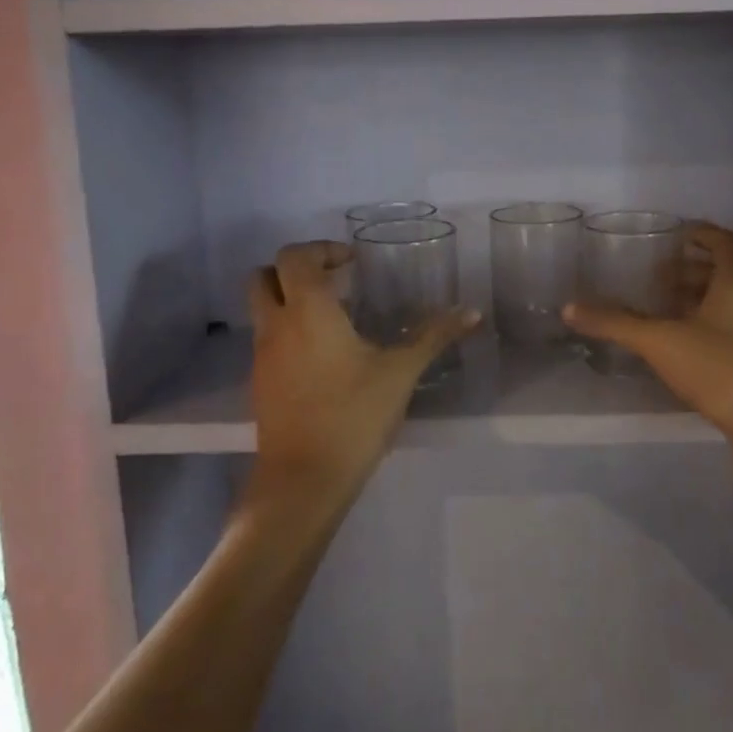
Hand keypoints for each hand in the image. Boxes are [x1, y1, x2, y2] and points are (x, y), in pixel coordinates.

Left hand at [247, 241, 479, 506]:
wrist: (303, 482)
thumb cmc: (353, 416)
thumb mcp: (400, 373)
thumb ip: (434, 336)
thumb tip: (472, 312)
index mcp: (307, 311)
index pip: (295, 256)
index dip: (321, 249)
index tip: (353, 262)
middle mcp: (276, 325)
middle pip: (264, 276)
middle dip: (295, 269)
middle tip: (334, 280)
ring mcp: (262, 356)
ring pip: (262, 308)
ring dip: (289, 300)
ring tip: (334, 317)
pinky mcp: (260, 384)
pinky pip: (267, 339)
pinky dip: (288, 331)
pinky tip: (324, 356)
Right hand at [564, 222, 732, 474]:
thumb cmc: (723, 370)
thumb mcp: (661, 343)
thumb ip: (617, 323)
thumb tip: (570, 308)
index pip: (725, 242)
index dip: (703, 234)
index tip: (678, 235)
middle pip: (728, 273)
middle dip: (694, 271)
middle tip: (660, 277)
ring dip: (703, 301)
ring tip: (668, 313)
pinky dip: (713, 329)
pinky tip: (689, 350)